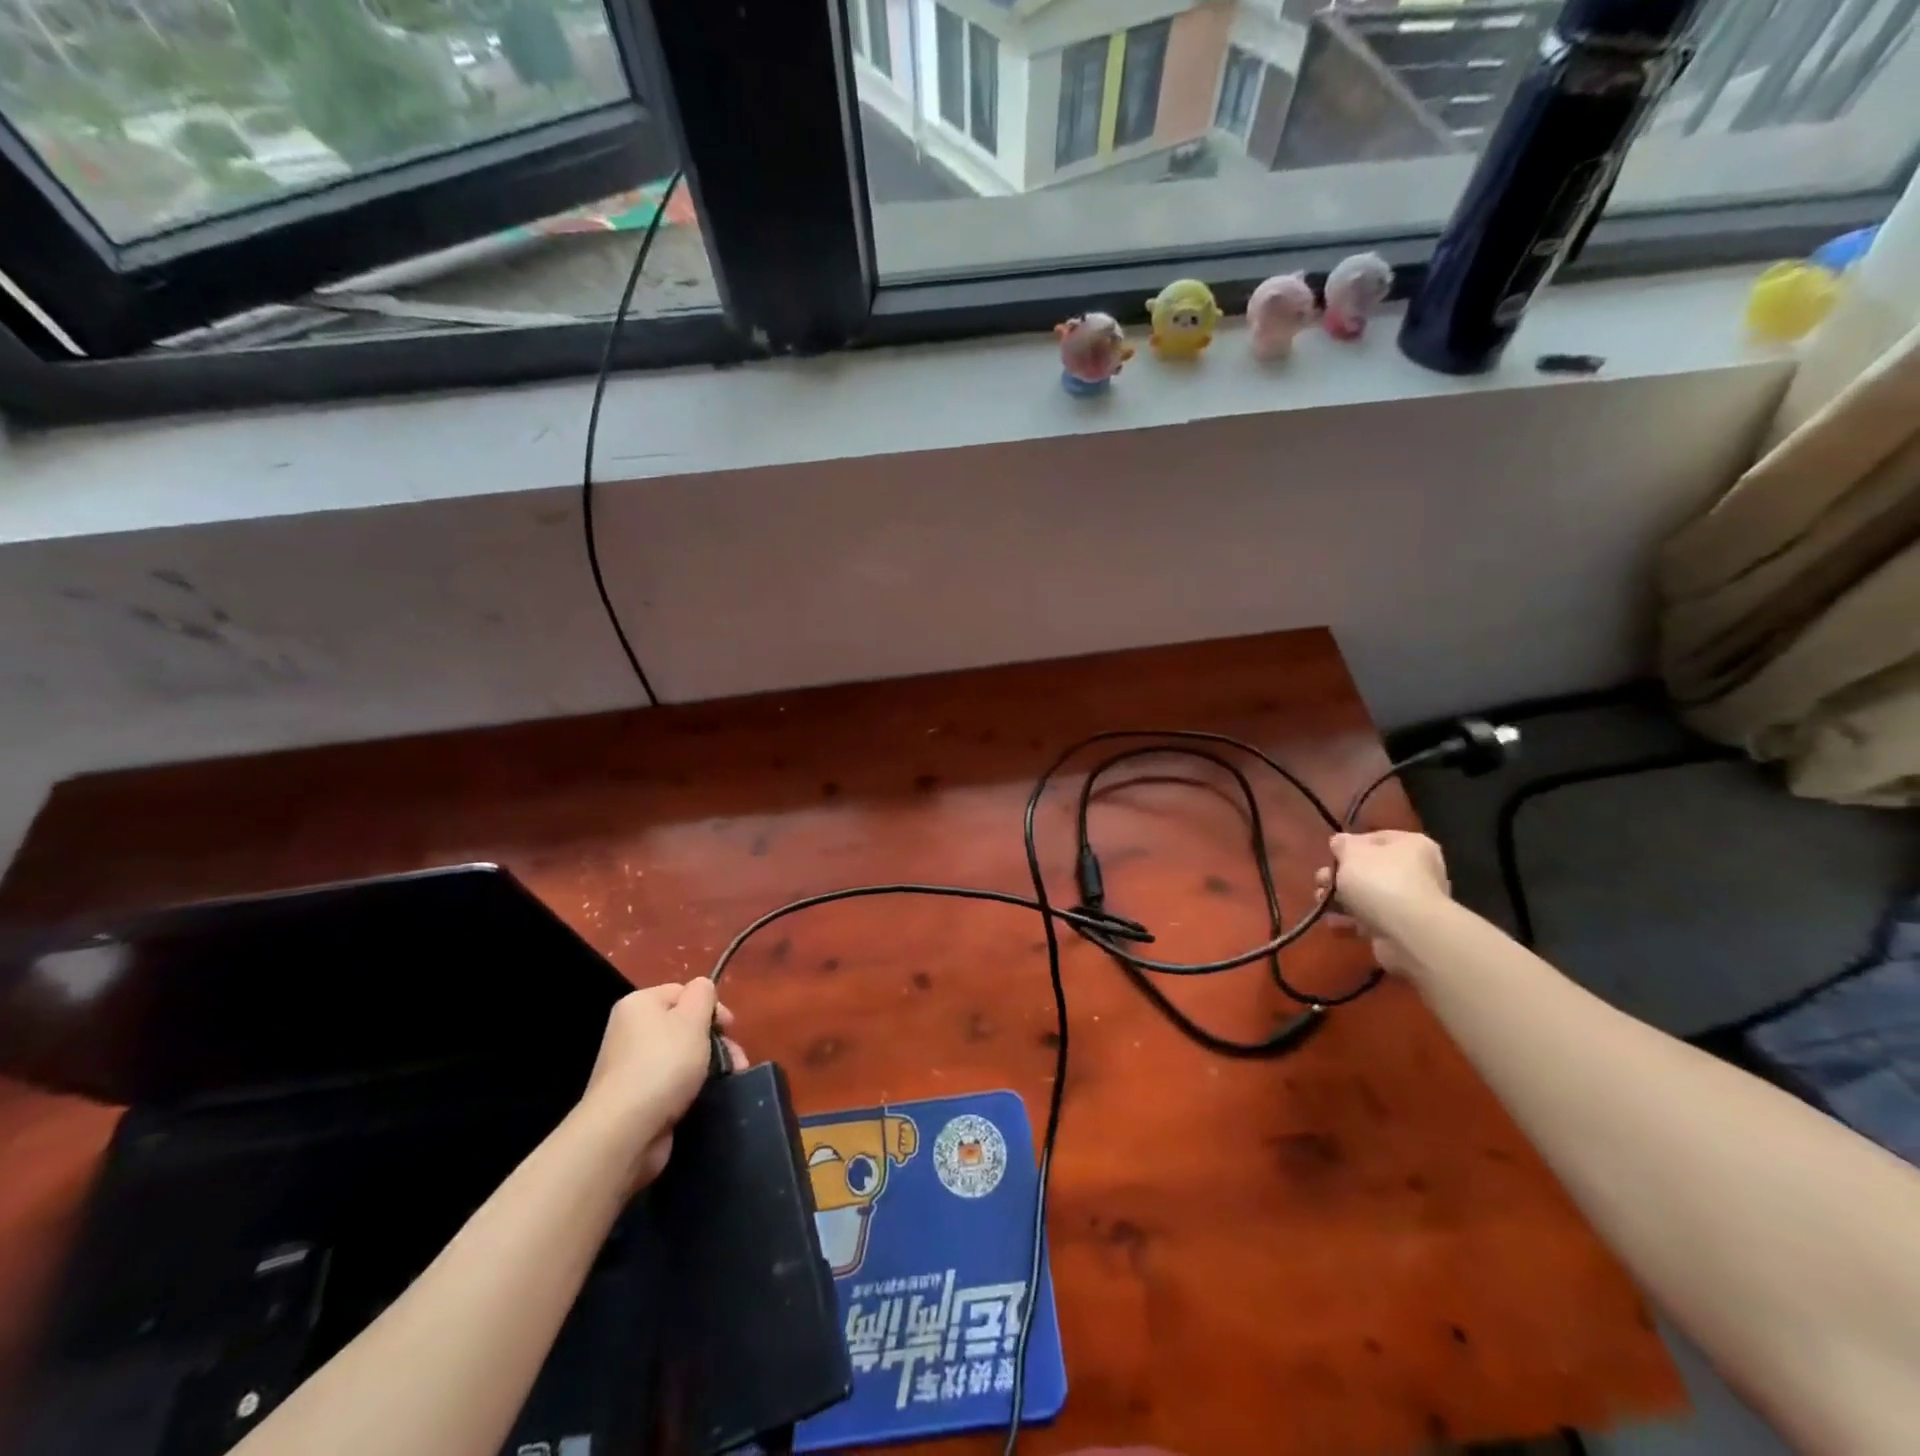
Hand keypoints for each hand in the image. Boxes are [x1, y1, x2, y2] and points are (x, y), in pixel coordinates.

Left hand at [577, 980, 746, 1189]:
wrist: (624, 1130)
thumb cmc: (663, 1064)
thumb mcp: (692, 1018)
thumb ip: (703, 994)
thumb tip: (702, 989)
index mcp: (640, 1004)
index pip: (683, 992)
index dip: (711, 1007)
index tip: (730, 1028)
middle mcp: (630, 1031)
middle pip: (684, 1025)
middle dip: (715, 1041)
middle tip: (736, 1060)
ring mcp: (631, 1067)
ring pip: (682, 1056)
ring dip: (710, 1065)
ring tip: (730, 1080)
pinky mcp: (636, 1098)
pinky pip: (671, 1083)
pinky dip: (691, 1088)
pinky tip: (706, 1097)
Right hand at [1314, 831, 1450, 975]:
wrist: (1408, 933)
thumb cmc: (1380, 881)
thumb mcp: (1351, 852)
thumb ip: (1342, 844)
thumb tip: (1340, 843)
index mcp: (1411, 845)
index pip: (1375, 838)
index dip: (1349, 846)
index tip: (1330, 856)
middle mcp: (1418, 871)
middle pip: (1369, 869)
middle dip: (1340, 876)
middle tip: (1321, 880)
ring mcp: (1411, 902)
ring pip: (1367, 895)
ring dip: (1341, 899)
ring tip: (1321, 902)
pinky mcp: (1403, 928)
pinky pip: (1371, 919)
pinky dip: (1351, 920)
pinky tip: (1333, 922)